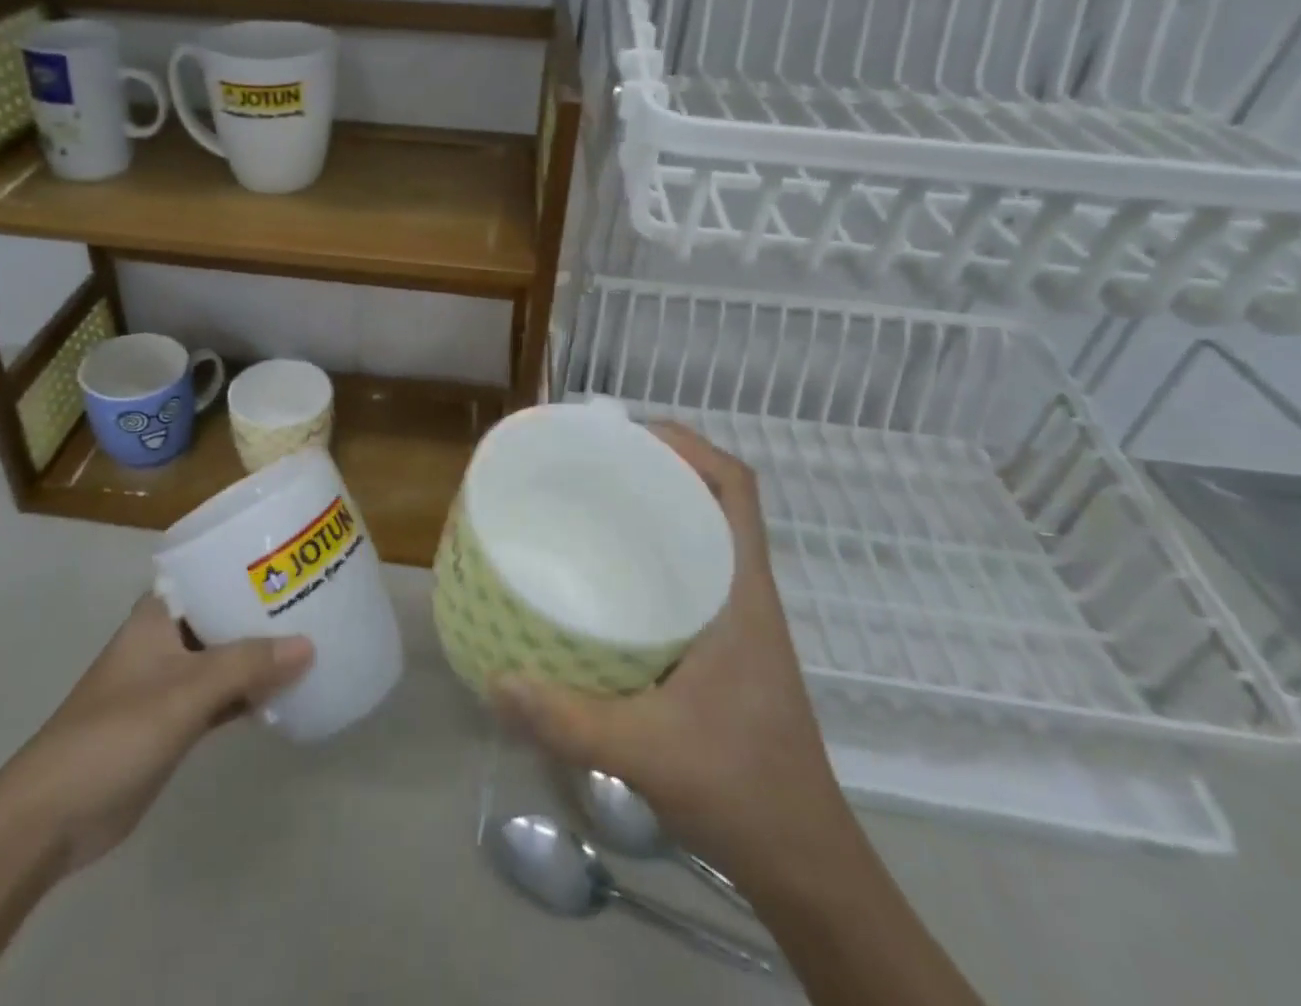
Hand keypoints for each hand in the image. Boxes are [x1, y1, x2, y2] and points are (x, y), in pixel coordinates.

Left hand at [14, 595, 313, 872]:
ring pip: (226, 657)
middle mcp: (166, 641)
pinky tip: (287, 691)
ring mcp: (169, 683)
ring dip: (261, 654)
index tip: (294, 559)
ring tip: (314, 639)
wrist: (52, 817)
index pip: (210, 573)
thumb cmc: (115, 733)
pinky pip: (223, 695)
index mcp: (159, 616)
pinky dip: (250, 692)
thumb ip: (246, 665)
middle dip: (265, 611)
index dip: (250, 565)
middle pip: (223, 615)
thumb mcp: (185, 692)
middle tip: (317, 598)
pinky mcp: (174, 721)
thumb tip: (309, 644)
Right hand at [490, 424, 850, 892]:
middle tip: (589, 463)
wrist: (806, 865)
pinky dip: (653, 556)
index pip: (736, 488)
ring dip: (656, 509)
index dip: (690, 446)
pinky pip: (689, 574)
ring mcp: (736, 618)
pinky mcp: (723, 645)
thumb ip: (566, 719)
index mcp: (741, 592)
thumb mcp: (646, 753)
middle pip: (712, 498)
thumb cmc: (743, 791)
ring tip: (589, 503)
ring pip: (700, 535)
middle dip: (657, 467)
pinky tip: (605, 578)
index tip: (627, 434)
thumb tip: (495, 680)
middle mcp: (743, 592)